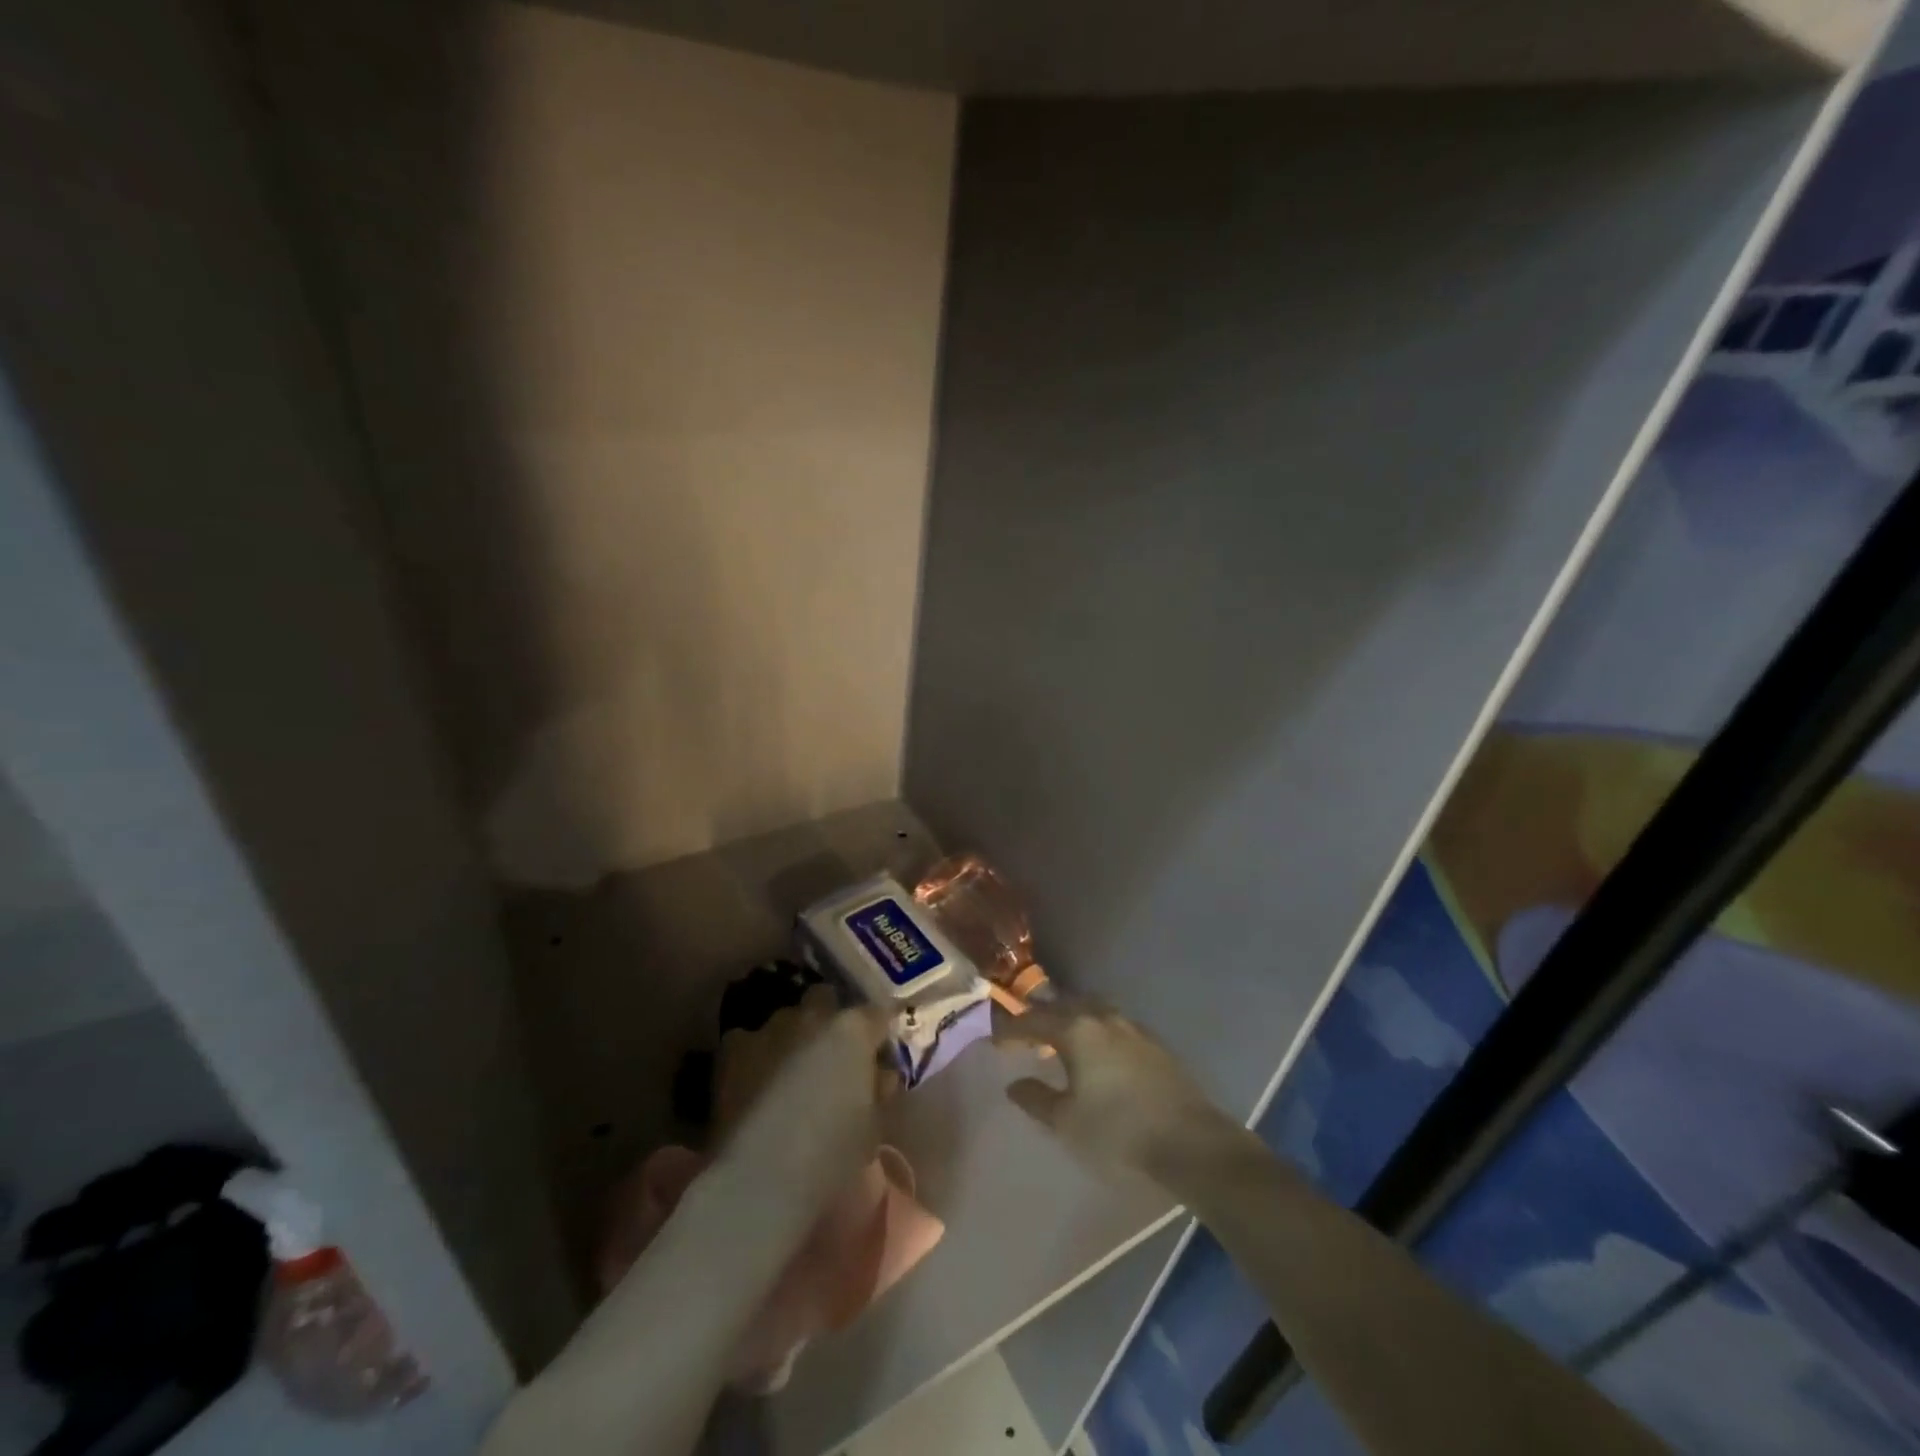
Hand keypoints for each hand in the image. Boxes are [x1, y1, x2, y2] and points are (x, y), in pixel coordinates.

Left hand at [713, 986, 893, 1221]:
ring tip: (790, 1069)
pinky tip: (756, 1079)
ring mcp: (769, 1028)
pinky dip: (756, 1053)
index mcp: (852, 1030)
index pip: (876, 1015)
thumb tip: (879, 1076)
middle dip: (829, 1019)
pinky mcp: (733, 1048)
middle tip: (831, 1056)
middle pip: (825, 999)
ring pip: (786, 1017)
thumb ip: (877, 1090)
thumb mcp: (873, 1127)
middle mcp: (812, 1016)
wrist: (761, 1179)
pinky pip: (750, 1039)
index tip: (877, 1055)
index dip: (877, 1035)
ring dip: (793, 1035)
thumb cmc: (831, 1157)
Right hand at [993, 1002, 1237, 1182]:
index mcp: (1076, 1030)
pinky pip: (1111, 1024)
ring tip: (1059, 1041)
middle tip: (1024, 1037)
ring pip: (1090, 1010)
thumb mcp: (1066, 1123)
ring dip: (1069, 1020)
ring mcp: (1131, 1027)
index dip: (1010, 1030)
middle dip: (1039, 1019)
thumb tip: (1013, 1084)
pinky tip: (1095, 1053)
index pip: (1032, 1020)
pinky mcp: (1153, 1043)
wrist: (1190, 1142)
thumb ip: (1036, 1099)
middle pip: (1062, 1006)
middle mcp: (1102, 1017)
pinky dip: (1093, 1030)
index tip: (995, 1042)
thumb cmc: (1118, 1133)